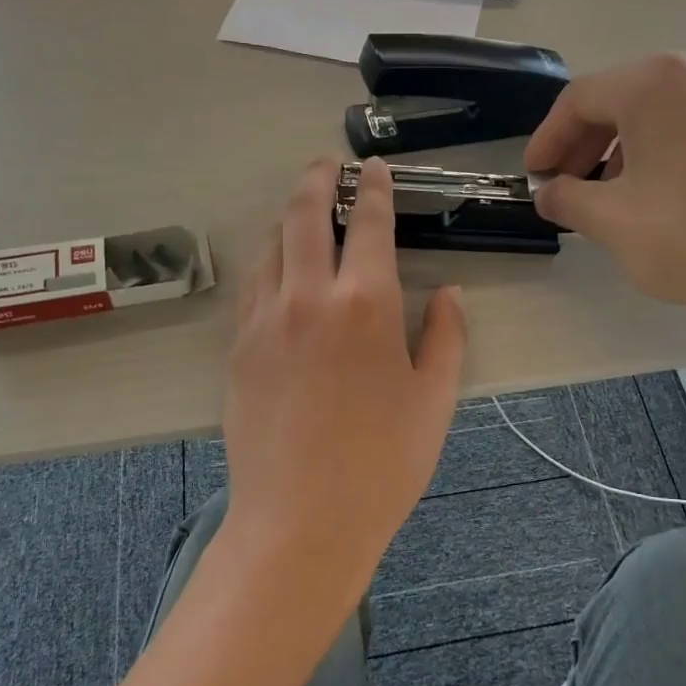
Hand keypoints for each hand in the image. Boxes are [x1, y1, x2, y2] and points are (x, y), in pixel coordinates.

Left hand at [220, 157, 466, 610]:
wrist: (301, 521)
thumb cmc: (383, 464)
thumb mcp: (434, 399)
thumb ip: (444, 336)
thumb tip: (447, 293)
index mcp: (365, 304)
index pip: (368, 223)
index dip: (373, 189)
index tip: (373, 168)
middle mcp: (307, 297)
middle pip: (303, 215)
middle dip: (316, 180)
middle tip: (326, 165)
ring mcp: (264, 320)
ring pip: (269, 245)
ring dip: (287, 217)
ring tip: (303, 211)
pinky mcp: (238, 347)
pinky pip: (252, 285)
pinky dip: (267, 261)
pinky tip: (277, 269)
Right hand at [525, 53, 685, 355]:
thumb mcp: (611, 220)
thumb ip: (566, 198)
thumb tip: (548, 193)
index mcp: (655, 83)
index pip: (580, 99)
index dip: (547, 139)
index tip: (533, 177)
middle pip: (622, 99)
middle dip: (585, 145)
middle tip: (567, 187)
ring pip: (663, 114)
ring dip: (625, 150)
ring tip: (613, 196)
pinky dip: (667, 153)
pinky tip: (666, 196)